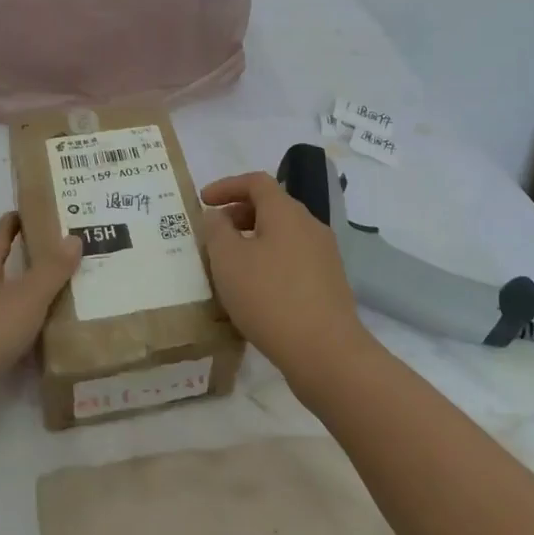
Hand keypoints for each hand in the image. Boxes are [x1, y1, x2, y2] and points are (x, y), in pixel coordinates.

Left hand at [0, 213, 82, 451]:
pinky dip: (19, 342)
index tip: (37, 211)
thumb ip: (50, 271)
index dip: (15, 222)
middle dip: (27, 265)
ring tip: (63, 303)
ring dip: (24, 306)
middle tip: (65, 260)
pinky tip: (41, 349)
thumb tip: (73, 237)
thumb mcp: (23, 300)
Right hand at [201, 171, 369, 383]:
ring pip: (282, 235)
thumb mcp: (227, 260)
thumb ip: (216, 230)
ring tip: (230, 265)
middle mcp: (310, 226)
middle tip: (214, 234)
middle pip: (271, 206)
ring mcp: (325, 255)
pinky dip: (270, 261)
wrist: (326, 352)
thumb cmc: (269, 297)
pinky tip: (255, 290)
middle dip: (239, 214)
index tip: (203, 201)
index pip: (256, 182)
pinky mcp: (330, 283)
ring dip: (254, 240)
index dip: (227, 186)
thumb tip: (218, 216)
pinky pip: (293, 259)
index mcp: (286, 212)